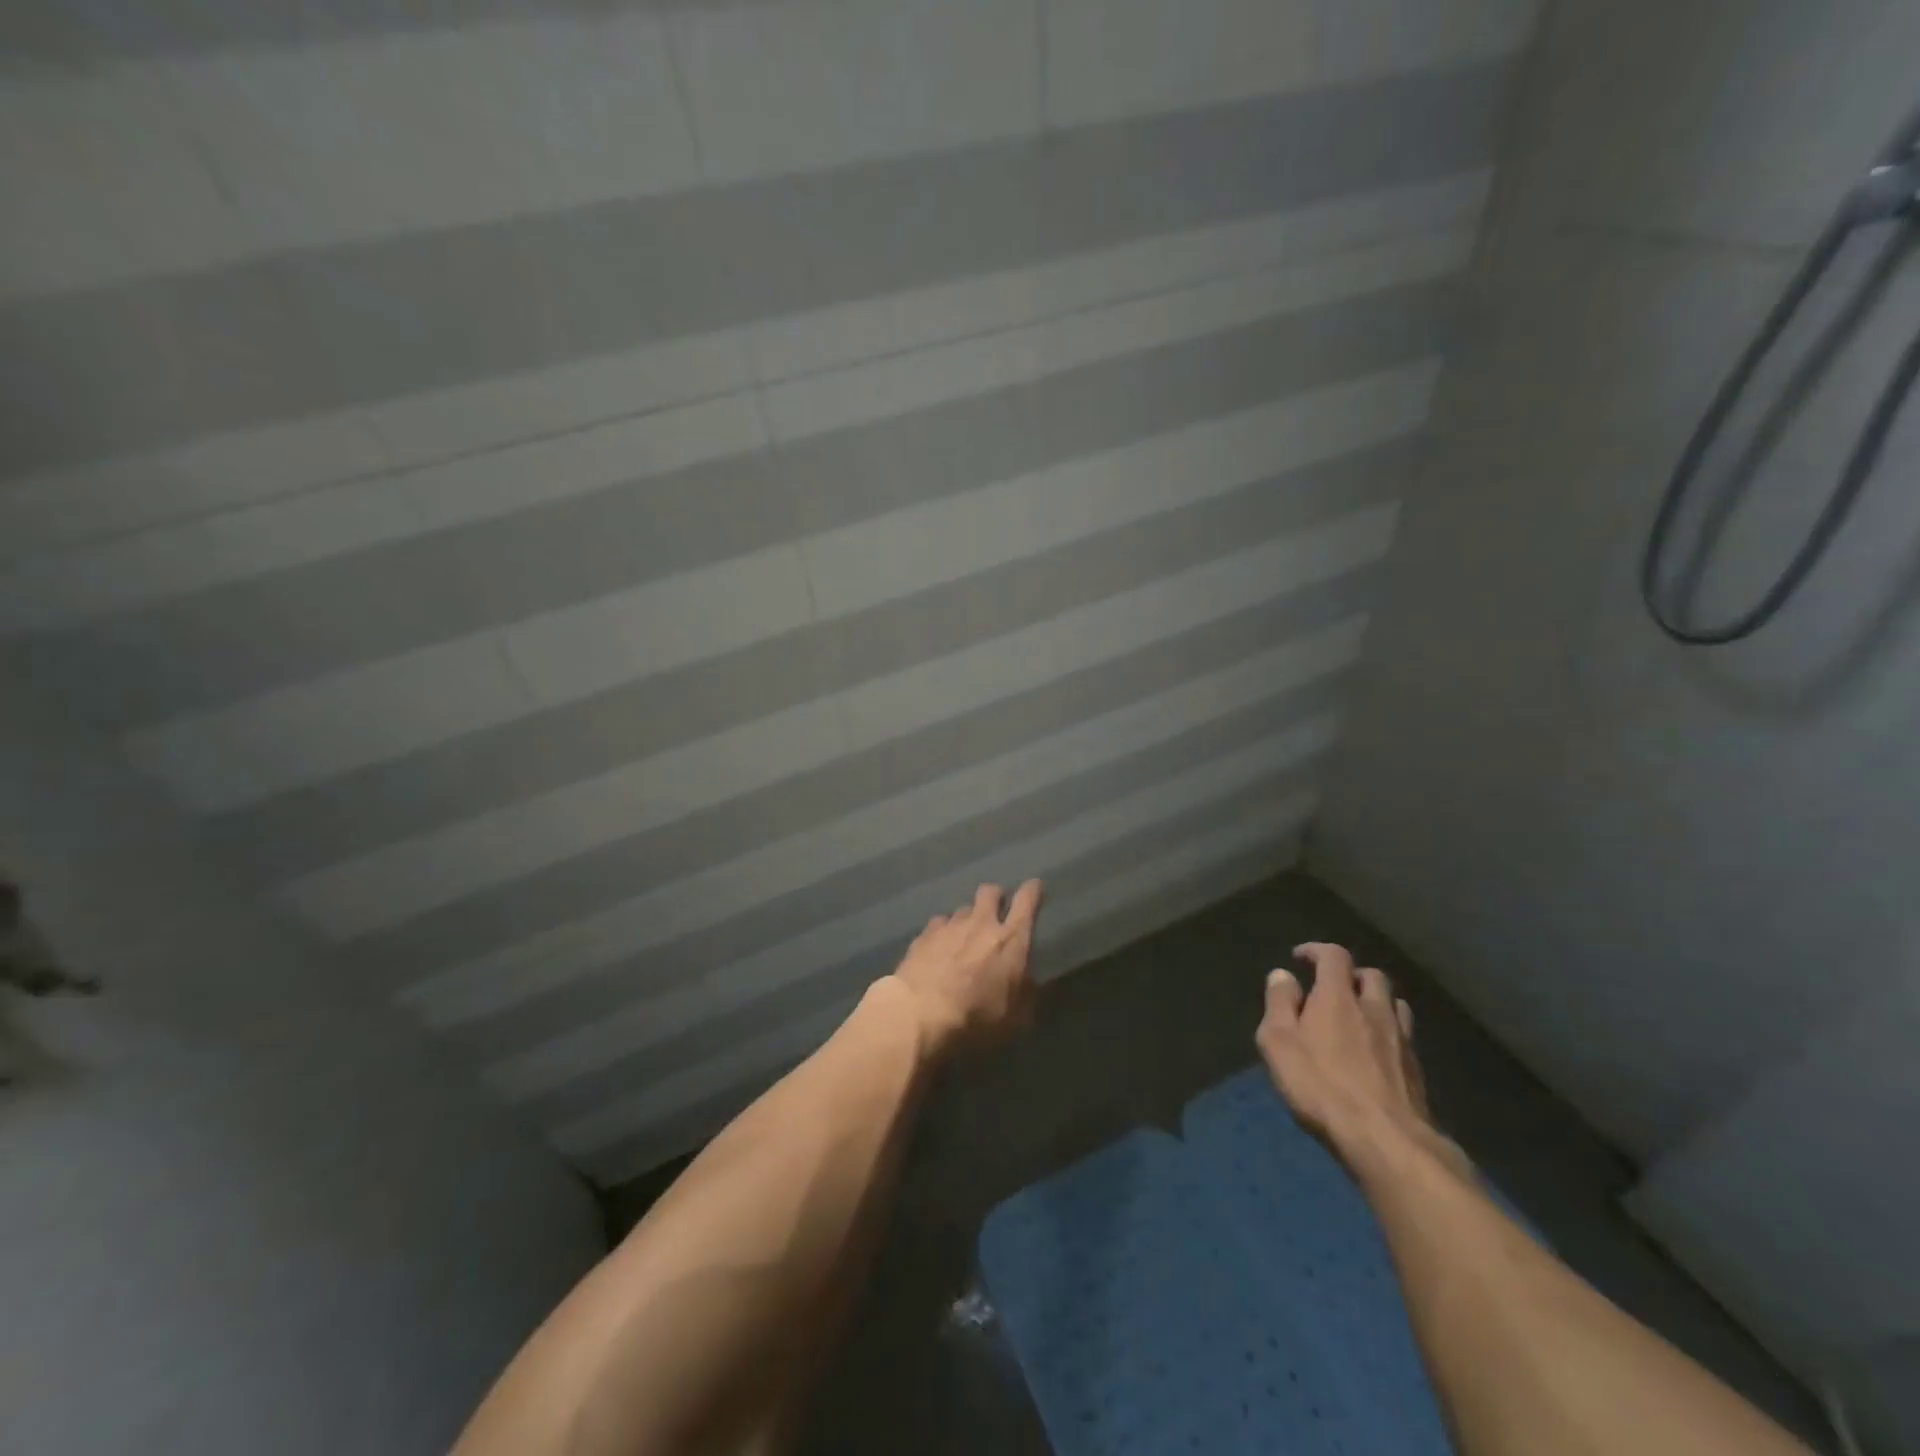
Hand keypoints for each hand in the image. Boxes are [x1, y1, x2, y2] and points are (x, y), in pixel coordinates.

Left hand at [889, 881, 1043, 1055]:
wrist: (920, 1015)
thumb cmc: (976, 1019)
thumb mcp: (1015, 1018)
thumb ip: (1025, 992)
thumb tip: (1026, 980)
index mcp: (1011, 940)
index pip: (1027, 901)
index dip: (1033, 891)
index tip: (1035, 887)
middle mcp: (982, 923)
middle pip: (990, 892)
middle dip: (995, 898)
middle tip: (995, 914)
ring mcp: (950, 926)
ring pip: (962, 909)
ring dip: (967, 920)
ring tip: (963, 939)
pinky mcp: (924, 934)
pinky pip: (939, 924)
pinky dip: (943, 933)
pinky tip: (938, 949)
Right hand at [1256, 942, 1467, 1175]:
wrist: (1386, 1140)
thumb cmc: (1321, 1085)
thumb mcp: (1279, 1042)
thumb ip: (1279, 1003)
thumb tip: (1283, 975)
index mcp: (1337, 997)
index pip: (1334, 956)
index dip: (1316, 950)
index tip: (1300, 957)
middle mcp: (1374, 1009)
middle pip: (1371, 975)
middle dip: (1350, 974)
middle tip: (1331, 988)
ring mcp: (1400, 1039)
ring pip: (1394, 1003)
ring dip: (1375, 1000)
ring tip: (1358, 1014)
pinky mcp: (1416, 1070)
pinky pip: (1404, 1035)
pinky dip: (1388, 1031)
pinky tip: (1376, 1051)